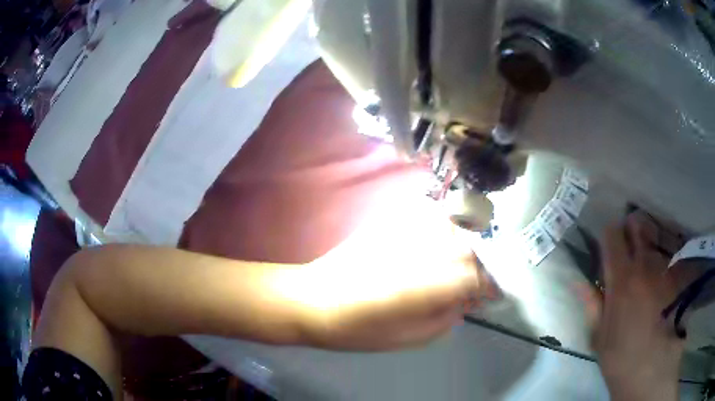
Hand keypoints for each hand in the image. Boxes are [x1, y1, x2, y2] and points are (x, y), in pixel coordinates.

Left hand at [279, 196, 499, 350]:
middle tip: (470, 283)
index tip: (490, 294)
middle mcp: (425, 249)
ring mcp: (407, 230)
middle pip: (469, 249)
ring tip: (451, 263)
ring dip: (460, 245)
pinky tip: (430, 243)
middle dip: (477, 267)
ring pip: (453, 228)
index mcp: (431, 284)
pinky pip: (428, 216)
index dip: (489, 286)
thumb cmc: (361, 329)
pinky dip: (439, 228)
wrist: (315, 300)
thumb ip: (448, 317)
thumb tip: (466, 300)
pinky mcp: (390, 220)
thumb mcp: (413, 338)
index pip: (478, 276)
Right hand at [581, 213, 685, 400]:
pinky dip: (661, 261)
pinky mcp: (676, 278)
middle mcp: (644, 266)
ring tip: (646, 263)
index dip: (609, 233)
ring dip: (648, 244)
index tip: (607, 243)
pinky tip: (660, 279)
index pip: (613, 236)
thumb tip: (577, 280)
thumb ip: (591, 303)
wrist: (652, 370)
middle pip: (638, 225)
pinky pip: (668, 258)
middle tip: (628, 243)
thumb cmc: (621, 357)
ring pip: (654, 239)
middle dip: (631, 227)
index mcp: (621, 280)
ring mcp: (664, 270)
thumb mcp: (599, 336)